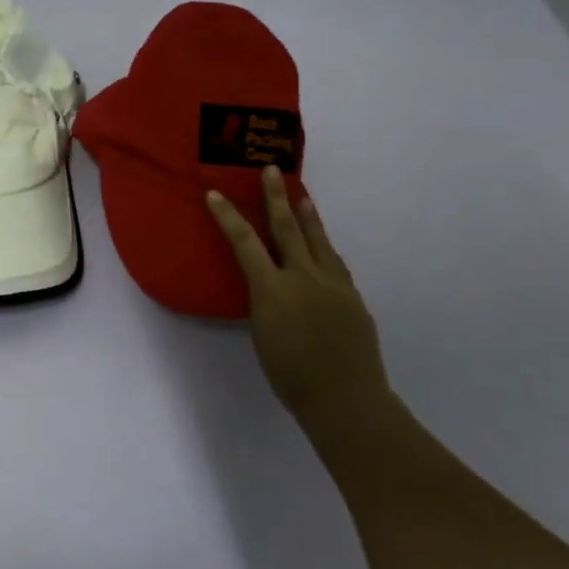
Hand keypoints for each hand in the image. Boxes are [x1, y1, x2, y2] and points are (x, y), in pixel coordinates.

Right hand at [206, 168, 390, 423]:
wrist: (345, 398)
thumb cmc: (290, 375)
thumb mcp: (262, 334)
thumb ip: (265, 302)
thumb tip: (270, 286)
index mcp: (274, 289)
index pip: (245, 243)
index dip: (228, 217)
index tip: (215, 194)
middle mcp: (305, 278)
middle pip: (288, 229)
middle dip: (277, 197)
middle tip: (272, 170)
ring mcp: (334, 285)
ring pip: (319, 241)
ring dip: (308, 215)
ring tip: (301, 196)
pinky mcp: (353, 298)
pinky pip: (334, 263)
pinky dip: (324, 248)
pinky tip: (322, 247)